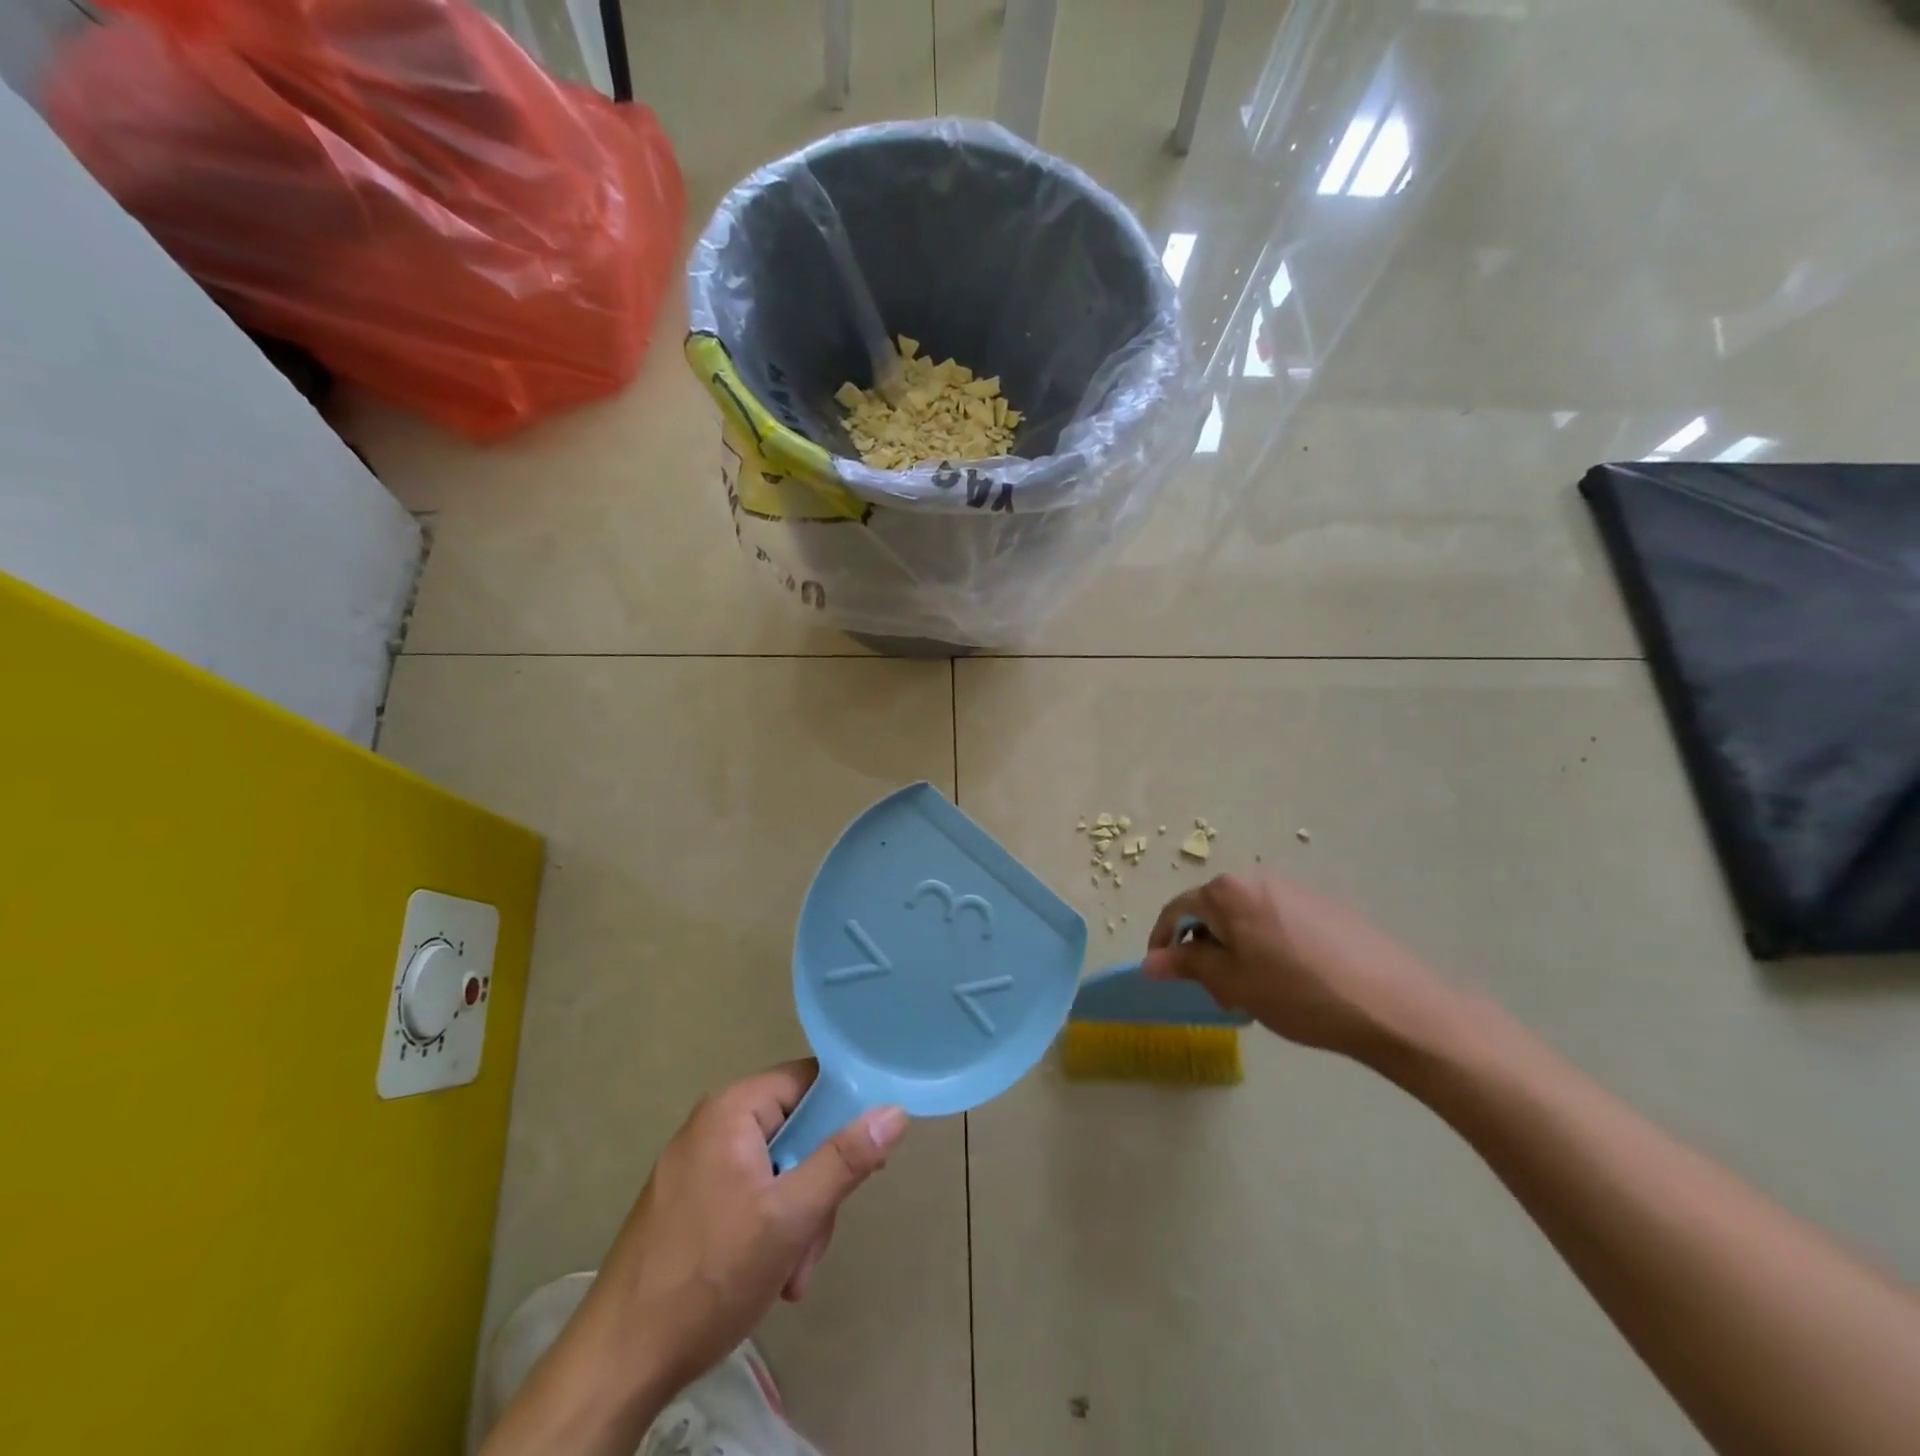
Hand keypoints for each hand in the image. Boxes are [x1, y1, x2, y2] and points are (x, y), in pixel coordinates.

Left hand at [575, 1061, 908, 1399]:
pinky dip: (769, 1228)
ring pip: (778, 1168)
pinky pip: (750, 1192)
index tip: (866, 1159)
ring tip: (791, 1274)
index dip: (844, 1114)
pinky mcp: (690, 1200)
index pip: (809, 1081)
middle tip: (815, 1239)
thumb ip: (845, 1160)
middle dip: (816, 1186)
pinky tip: (770, 1276)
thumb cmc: (709, 1277)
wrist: (617, 1363)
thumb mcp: (791, 1217)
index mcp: (733, 1108)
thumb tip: (895, 1111)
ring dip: (797, 1218)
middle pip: (796, 1129)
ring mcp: (698, 1163)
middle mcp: (713, 1123)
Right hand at [1143, 873, 1459, 1062]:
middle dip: (1205, 949)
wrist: (1393, 1005)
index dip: (1164, 942)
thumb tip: (1149, 961)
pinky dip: (1266, 945)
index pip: (1177, 909)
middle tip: (1218, 992)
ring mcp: (1294, 889)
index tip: (1164, 974)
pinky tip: (1289, 980)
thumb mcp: (1233, 984)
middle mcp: (1257, 878)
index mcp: (1228, 891)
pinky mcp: (1324, 905)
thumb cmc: (1298, 993)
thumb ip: (1187, 965)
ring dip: (1236, 949)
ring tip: (1254, 991)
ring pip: (1245, 917)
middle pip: (1212, 910)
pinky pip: (1276, 920)